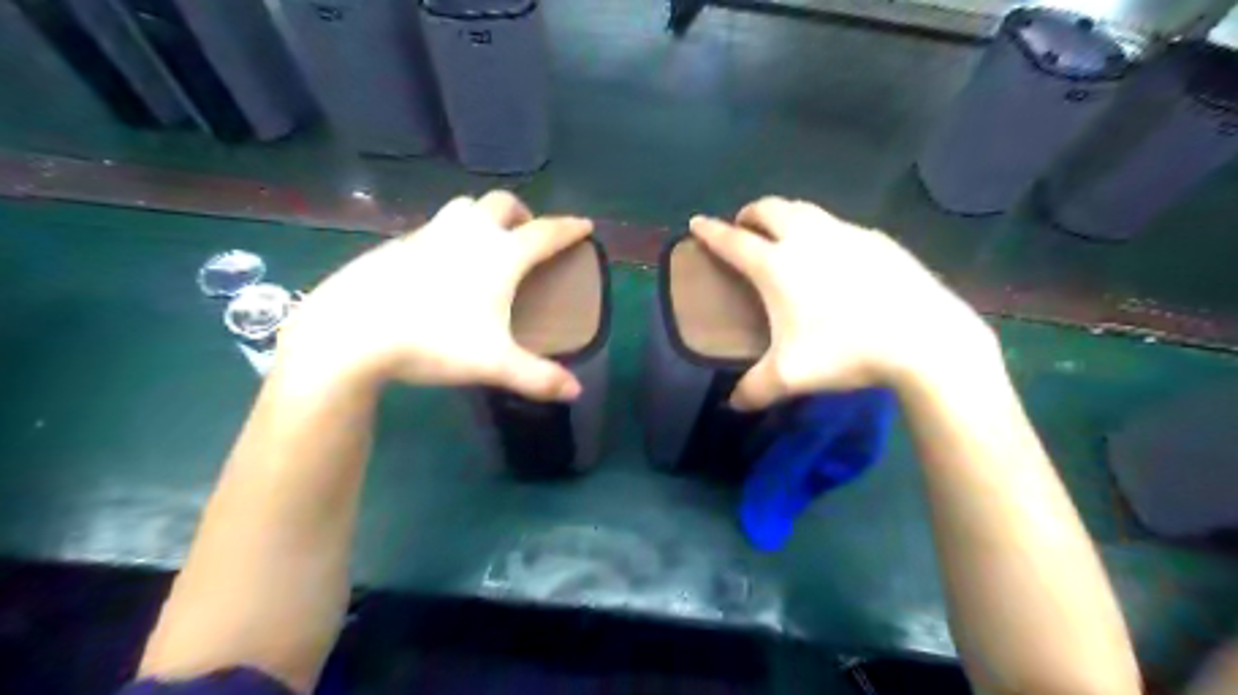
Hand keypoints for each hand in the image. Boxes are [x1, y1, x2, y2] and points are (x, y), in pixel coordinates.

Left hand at [278, 189, 593, 400]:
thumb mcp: (493, 364)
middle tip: (527, 236)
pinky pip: (434, 228)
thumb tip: (575, 392)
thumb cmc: (433, 340)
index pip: (545, 232)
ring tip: (485, 247)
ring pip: (464, 208)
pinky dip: (450, 237)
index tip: (585, 225)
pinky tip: (442, 267)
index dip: (569, 228)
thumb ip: (538, 378)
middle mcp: (467, 233)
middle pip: (502, 204)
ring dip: (483, 218)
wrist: (352, 331)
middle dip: (522, 213)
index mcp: (499, 255)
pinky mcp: (397, 244)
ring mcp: (428, 233)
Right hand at [693, 199, 994, 409]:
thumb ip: (754, 390)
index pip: (732, 241)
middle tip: (743, 230)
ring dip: (783, 215)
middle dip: (749, 214)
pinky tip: (831, 256)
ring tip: (782, 236)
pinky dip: (819, 230)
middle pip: (769, 209)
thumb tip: (733, 404)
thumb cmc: (847, 351)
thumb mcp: (791, 377)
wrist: (923, 338)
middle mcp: (807, 239)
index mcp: (777, 266)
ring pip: (803, 209)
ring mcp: (845, 233)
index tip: (696, 223)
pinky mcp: (876, 239)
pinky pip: (836, 224)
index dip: (709, 231)